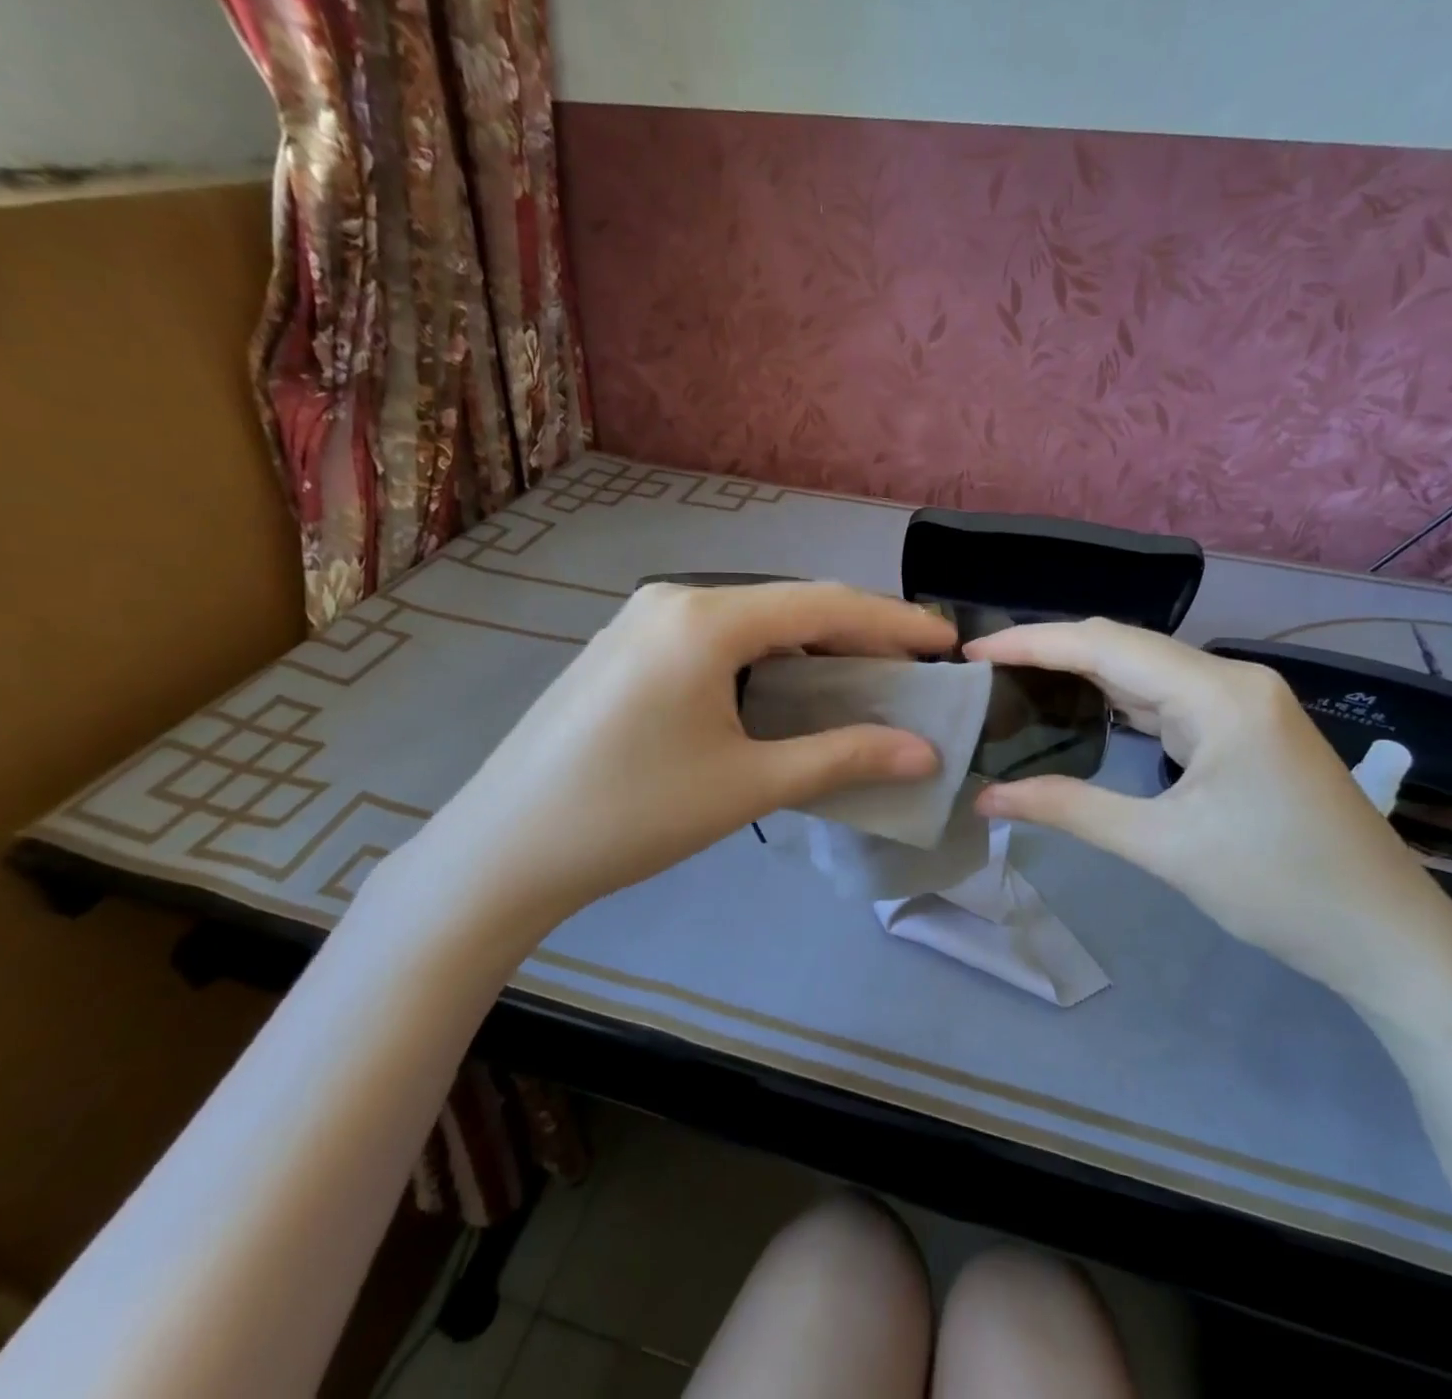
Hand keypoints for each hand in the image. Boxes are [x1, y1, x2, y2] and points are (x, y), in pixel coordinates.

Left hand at [382, 581, 955, 966]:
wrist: (504, 850)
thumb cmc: (633, 815)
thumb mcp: (747, 784)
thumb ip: (842, 758)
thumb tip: (925, 753)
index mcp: (705, 620)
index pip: (824, 605)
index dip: (894, 622)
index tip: (947, 641)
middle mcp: (673, 601)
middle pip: (787, 606)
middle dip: (855, 634)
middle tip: (910, 668)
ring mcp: (640, 621)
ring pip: (750, 623)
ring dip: (808, 648)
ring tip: (858, 681)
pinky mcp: (623, 649)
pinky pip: (714, 640)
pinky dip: (763, 659)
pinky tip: (783, 691)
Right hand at [966, 619, 1451, 1006]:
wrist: (1390, 938)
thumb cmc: (1281, 889)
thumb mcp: (1163, 848)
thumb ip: (1069, 809)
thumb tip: (986, 799)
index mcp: (1220, 694)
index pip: (1106, 645)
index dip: (1031, 643)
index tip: (972, 654)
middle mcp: (1231, 680)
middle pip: (1123, 646)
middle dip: (1048, 652)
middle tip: (981, 670)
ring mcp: (1241, 703)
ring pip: (1142, 670)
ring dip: (1078, 673)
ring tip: (1012, 682)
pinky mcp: (1242, 728)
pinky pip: (1164, 697)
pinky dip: (1113, 699)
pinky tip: (1075, 707)